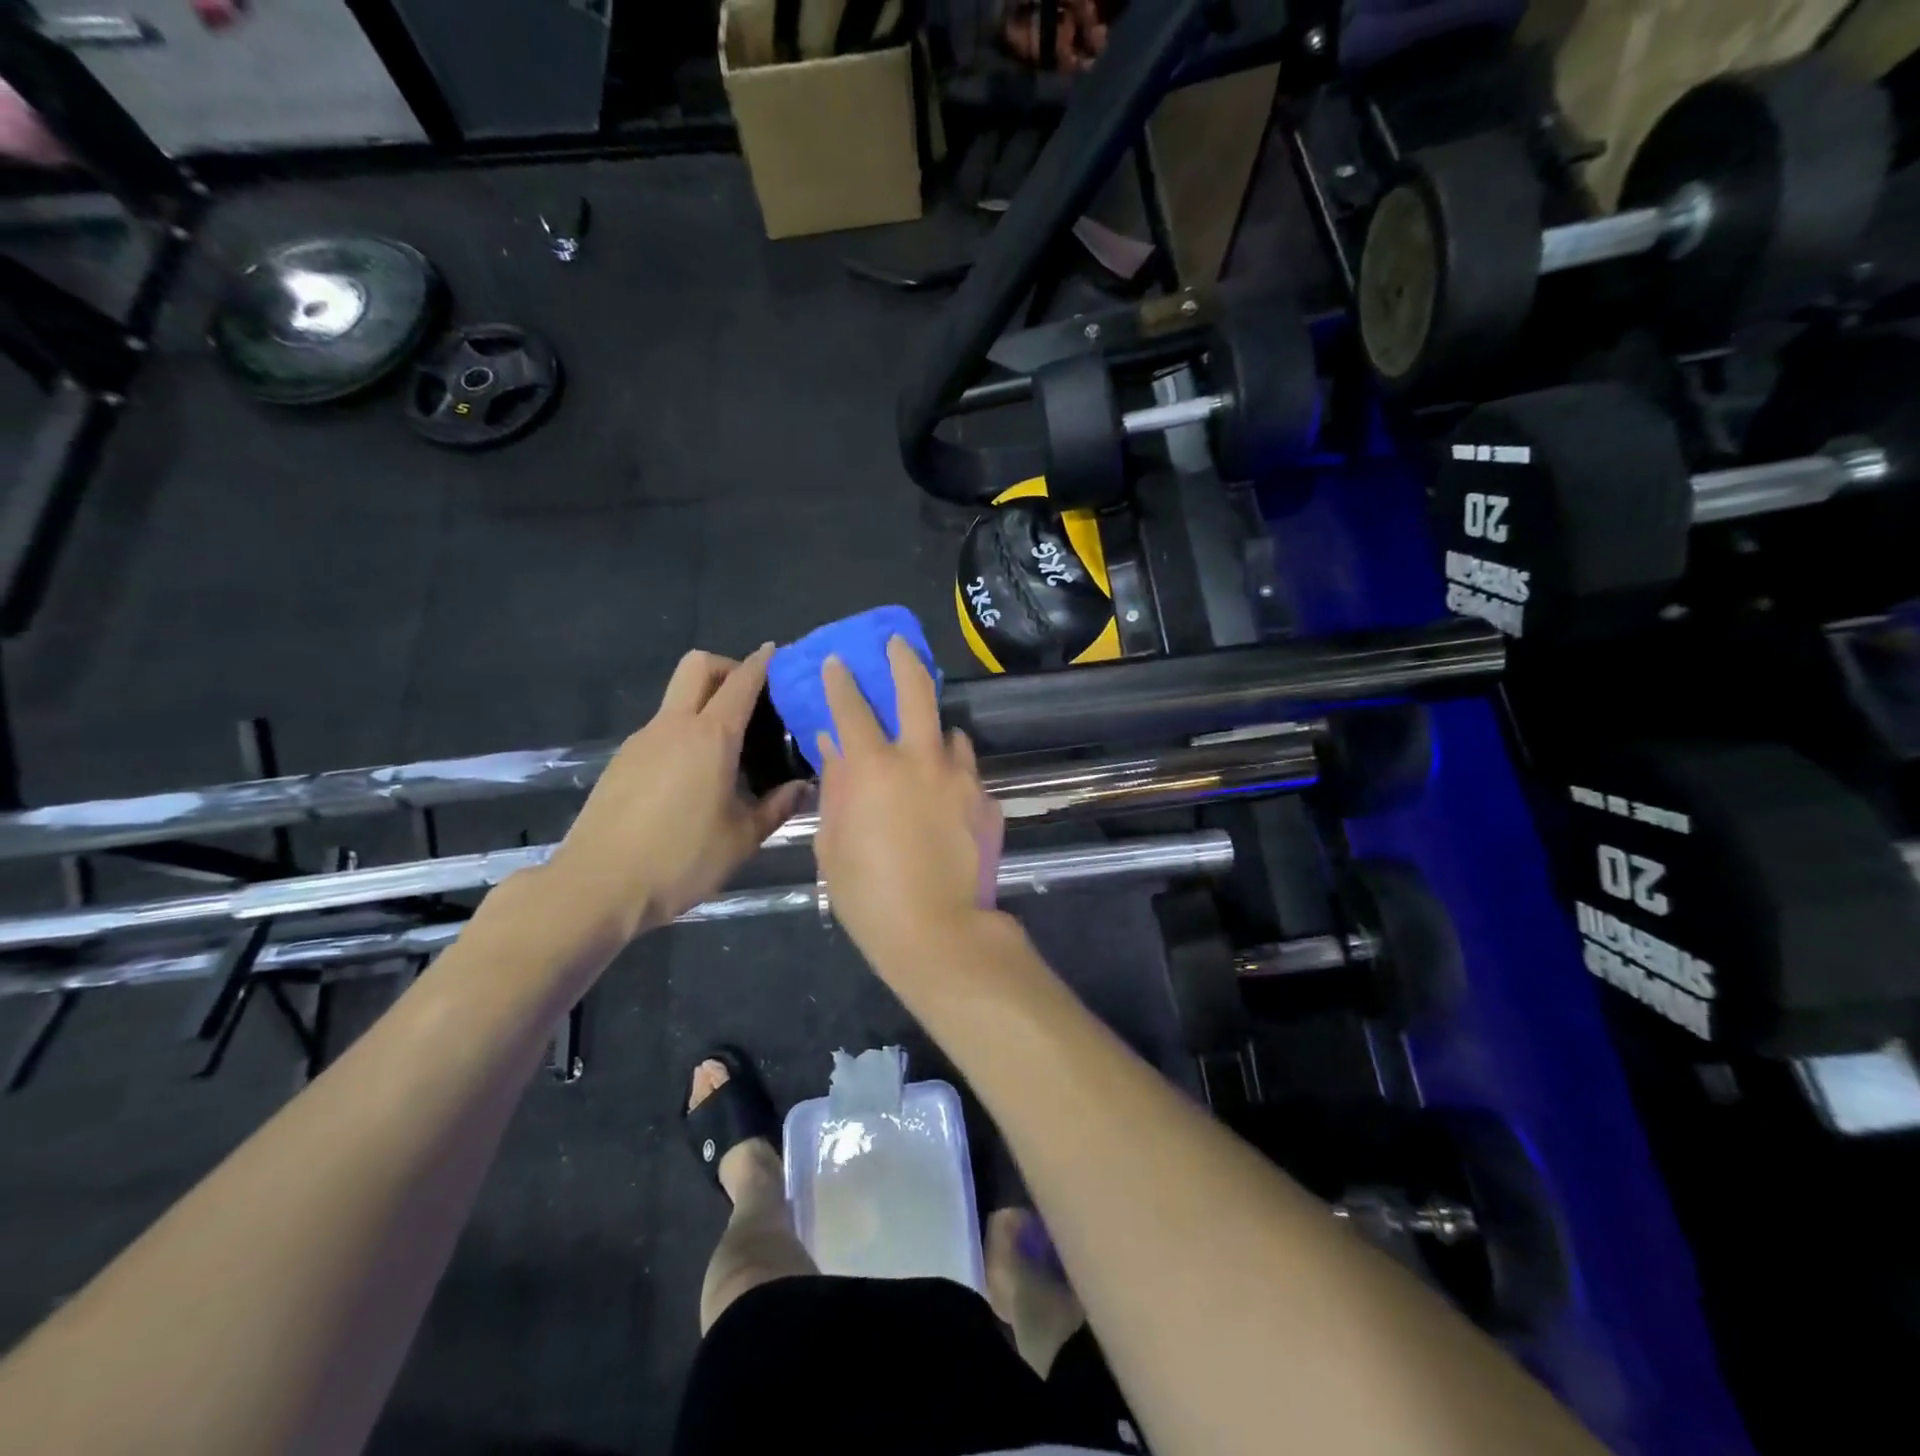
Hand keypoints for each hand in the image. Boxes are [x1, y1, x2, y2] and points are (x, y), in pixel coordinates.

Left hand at [545, 647, 804, 943]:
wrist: (597, 887)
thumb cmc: (680, 860)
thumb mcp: (742, 839)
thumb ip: (777, 807)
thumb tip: (804, 787)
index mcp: (710, 737)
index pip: (741, 681)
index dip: (762, 662)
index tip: (778, 654)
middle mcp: (673, 726)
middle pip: (698, 666)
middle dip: (727, 667)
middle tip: (751, 699)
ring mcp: (641, 741)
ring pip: (676, 698)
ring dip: (704, 704)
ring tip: (729, 750)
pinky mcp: (622, 762)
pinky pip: (661, 729)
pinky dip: (684, 733)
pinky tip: (695, 778)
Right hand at [814, 638, 1003, 973]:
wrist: (938, 932)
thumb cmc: (868, 895)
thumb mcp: (834, 843)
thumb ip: (835, 788)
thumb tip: (833, 748)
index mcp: (874, 768)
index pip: (852, 708)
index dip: (842, 682)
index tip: (839, 662)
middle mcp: (921, 759)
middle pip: (916, 691)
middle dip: (903, 660)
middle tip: (898, 644)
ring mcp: (962, 778)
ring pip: (951, 734)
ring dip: (935, 733)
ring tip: (927, 747)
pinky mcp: (988, 801)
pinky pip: (968, 774)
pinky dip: (954, 776)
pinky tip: (947, 800)